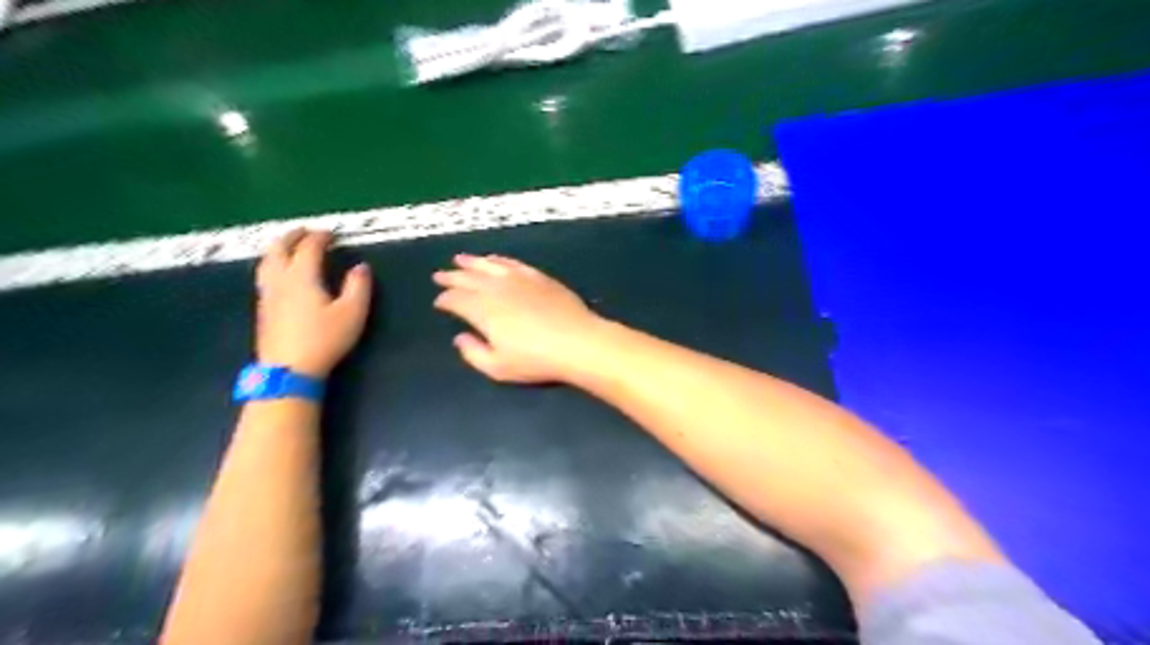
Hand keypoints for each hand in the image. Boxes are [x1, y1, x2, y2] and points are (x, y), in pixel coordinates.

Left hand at [254, 228, 373, 377]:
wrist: (289, 369)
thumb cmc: (324, 339)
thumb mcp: (352, 313)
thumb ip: (358, 287)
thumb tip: (361, 267)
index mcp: (302, 276)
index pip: (308, 248)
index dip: (320, 237)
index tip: (332, 234)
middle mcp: (280, 280)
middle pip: (279, 248)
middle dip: (292, 236)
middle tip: (305, 232)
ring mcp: (268, 294)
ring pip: (267, 262)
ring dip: (278, 248)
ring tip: (289, 247)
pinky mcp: (263, 309)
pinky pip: (264, 275)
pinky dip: (273, 264)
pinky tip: (280, 274)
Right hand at [434, 251, 603, 382]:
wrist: (577, 341)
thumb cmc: (536, 360)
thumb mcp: (498, 368)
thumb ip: (473, 353)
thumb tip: (460, 337)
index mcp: (482, 311)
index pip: (456, 300)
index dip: (444, 300)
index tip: (439, 302)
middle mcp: (495, 289)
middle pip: (468, 278)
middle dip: (451, 277)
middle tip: (439, 275)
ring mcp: (518, 279)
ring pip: (488, 265)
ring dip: (472, 262)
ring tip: (459, 259)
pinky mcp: (538, 276)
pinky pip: (512, 263)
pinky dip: (499, 260)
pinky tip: (494, 260)